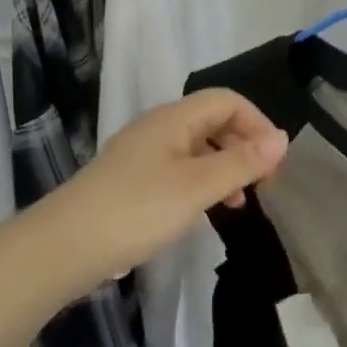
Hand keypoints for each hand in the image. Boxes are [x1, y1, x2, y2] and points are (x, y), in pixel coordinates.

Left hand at [42, 90, 288, 291]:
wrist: (64, 246)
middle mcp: (158, 127)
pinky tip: (204, 211)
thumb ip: (241, 162)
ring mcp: (141, 154)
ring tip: (239, 203)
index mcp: (174, 118)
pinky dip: (200, 183)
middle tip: (262, 183)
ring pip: (195, 147)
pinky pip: (178, 169)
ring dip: (223, 167)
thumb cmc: (137, 209)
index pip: (227, 100)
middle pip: (212, 121)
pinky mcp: (130, 180)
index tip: (274, 162)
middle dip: (242, 145)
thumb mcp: (198, 187)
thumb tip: (282, 138)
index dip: (256, 123)